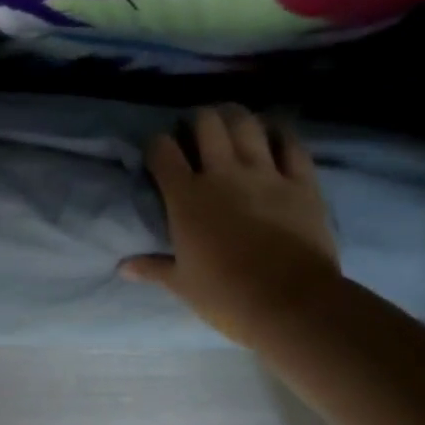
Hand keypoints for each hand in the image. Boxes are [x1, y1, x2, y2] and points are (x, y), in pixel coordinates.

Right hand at [120, 106, 340, 346]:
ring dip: (236, 118)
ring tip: (233, 125)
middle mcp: (222, 174)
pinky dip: (281, 135)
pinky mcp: (301, 183)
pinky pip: (291, 144)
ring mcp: (264, 174)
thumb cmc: (228, 296)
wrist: (294, 306)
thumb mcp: (183, 285)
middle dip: (198, 120)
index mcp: (186, 196)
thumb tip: (123, 267)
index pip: (162, 149)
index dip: (157, 145)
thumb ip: (153, 268)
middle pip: (206, 123)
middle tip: (198, 132)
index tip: (159, 153)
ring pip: (246, 124)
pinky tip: (274, 135)